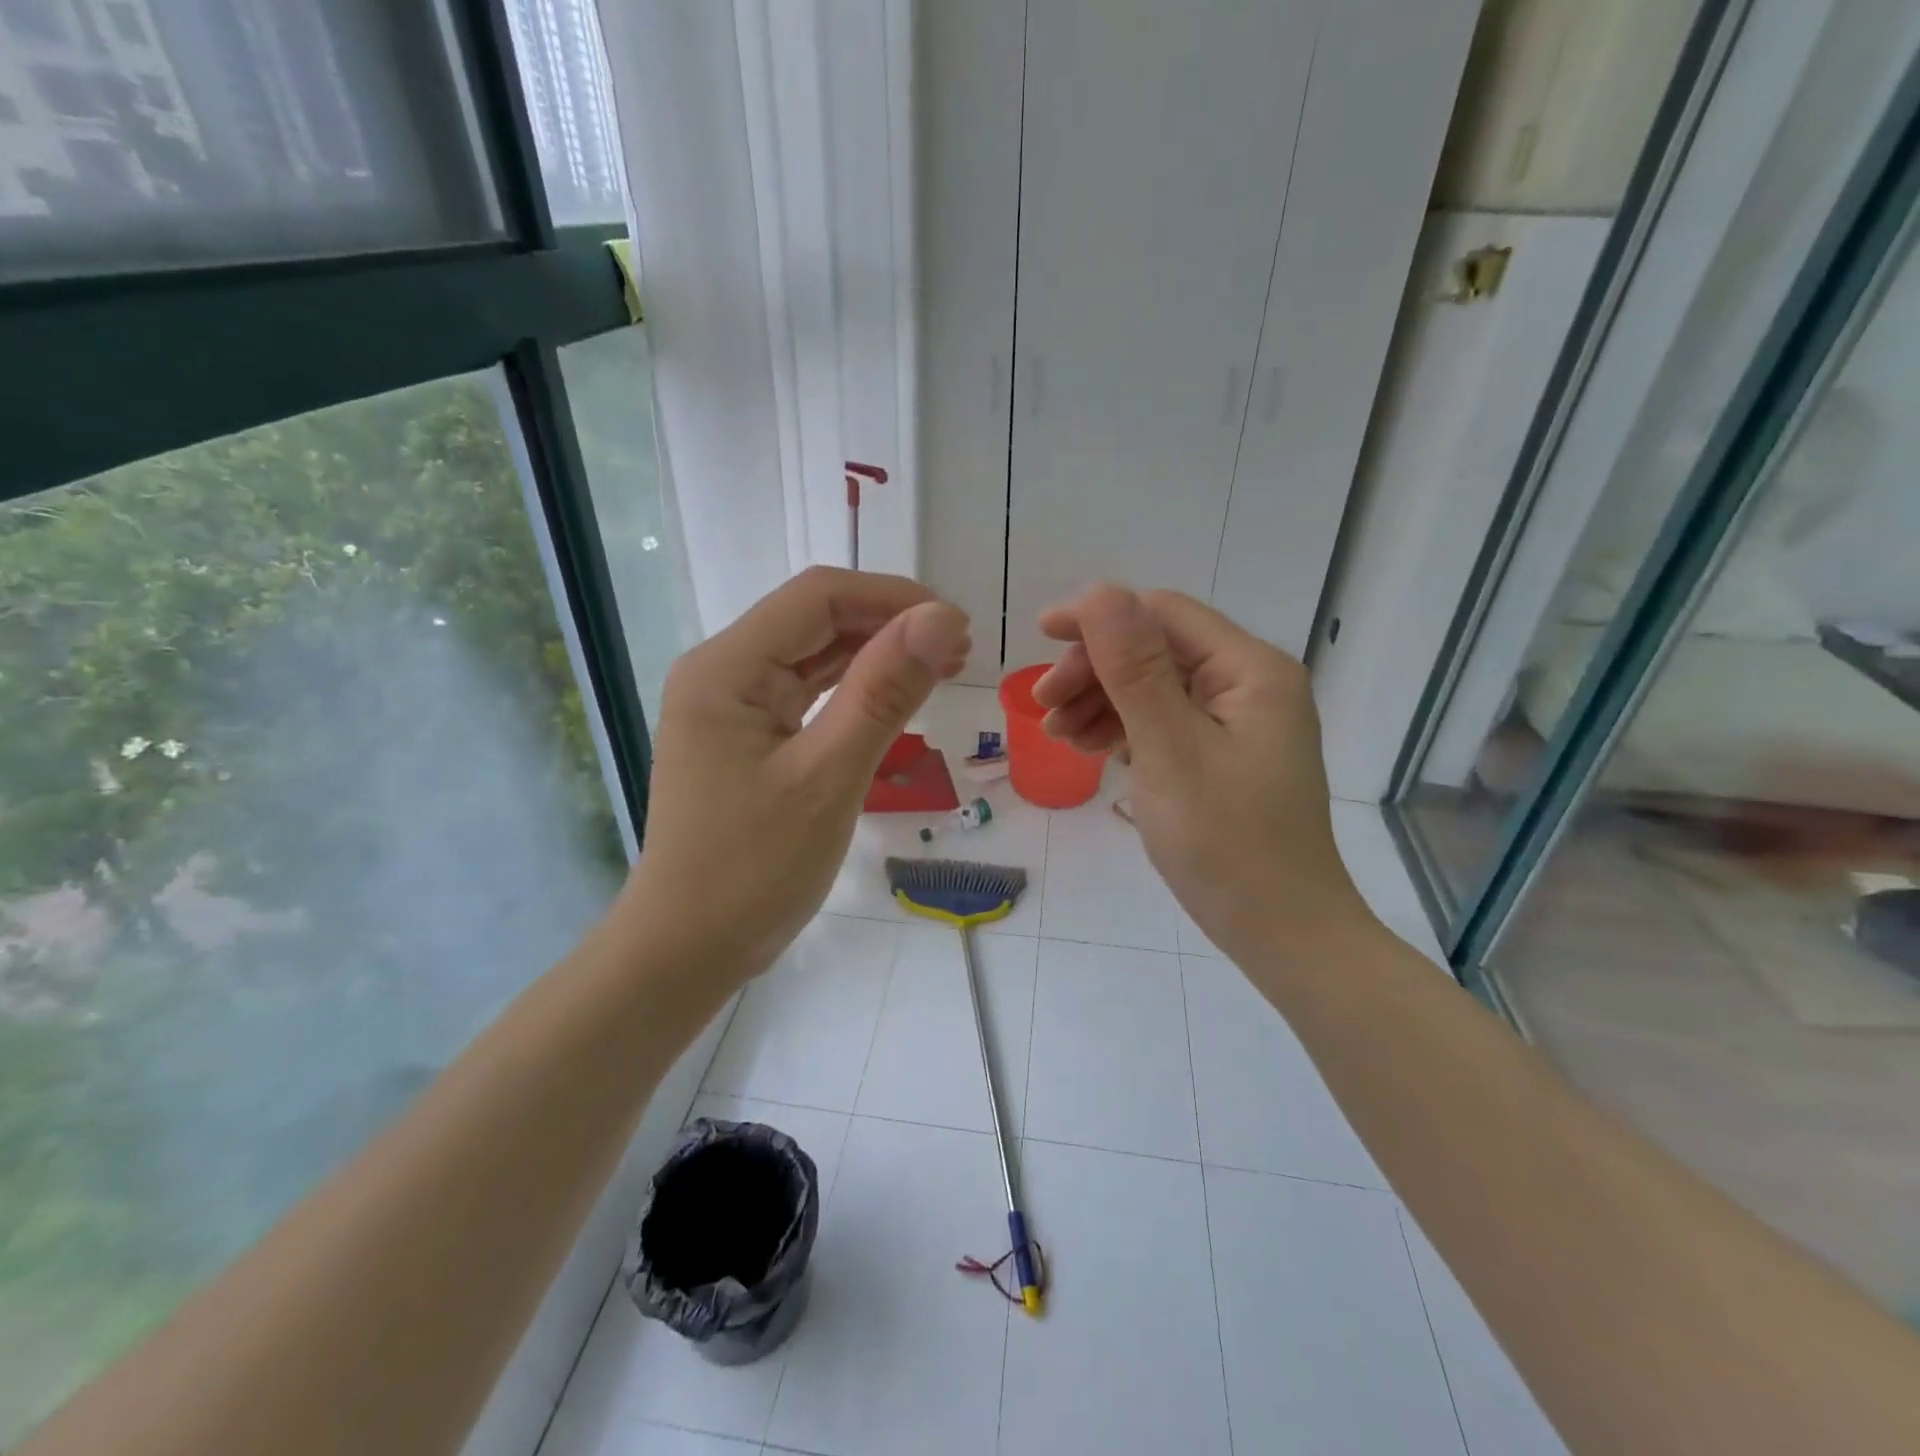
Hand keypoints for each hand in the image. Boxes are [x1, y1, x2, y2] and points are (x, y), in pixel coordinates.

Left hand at [622, 567, 968, 985]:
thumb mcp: (829, 777)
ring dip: (877, 655)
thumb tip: (941, 618)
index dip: (894, 599)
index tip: (957, 627)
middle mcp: (722, 672)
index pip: (819, 597)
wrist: (687, 948)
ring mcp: (731, 704)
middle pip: (815, 620)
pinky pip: (805, 693)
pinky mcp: (744, 735)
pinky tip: (896, 696)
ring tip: (943, 667)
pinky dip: (854, 690)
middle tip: (959, 652)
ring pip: (814, 655)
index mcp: (727, 668)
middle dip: (890, 626)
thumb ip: (883, 692)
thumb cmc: (753, 869)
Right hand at [1032, 584, 1370, 969]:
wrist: (1280, 931)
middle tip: (1043, 707)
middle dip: (1095, 670)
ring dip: (1101, 701)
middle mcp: (1248, 683)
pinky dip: (1123, 729)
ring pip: (1154, 687)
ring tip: (1057, 735)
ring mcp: (1237, 721)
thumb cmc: (1226, 842)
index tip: (1039, 639)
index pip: (1163, 614)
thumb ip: (1135, 669)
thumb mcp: (1170, 751)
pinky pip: (1164, 722)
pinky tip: (1090, 747)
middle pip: (1156, 650)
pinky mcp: (1223, 754)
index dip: (1098, 618)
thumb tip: (1100, 591)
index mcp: (1250, 669)